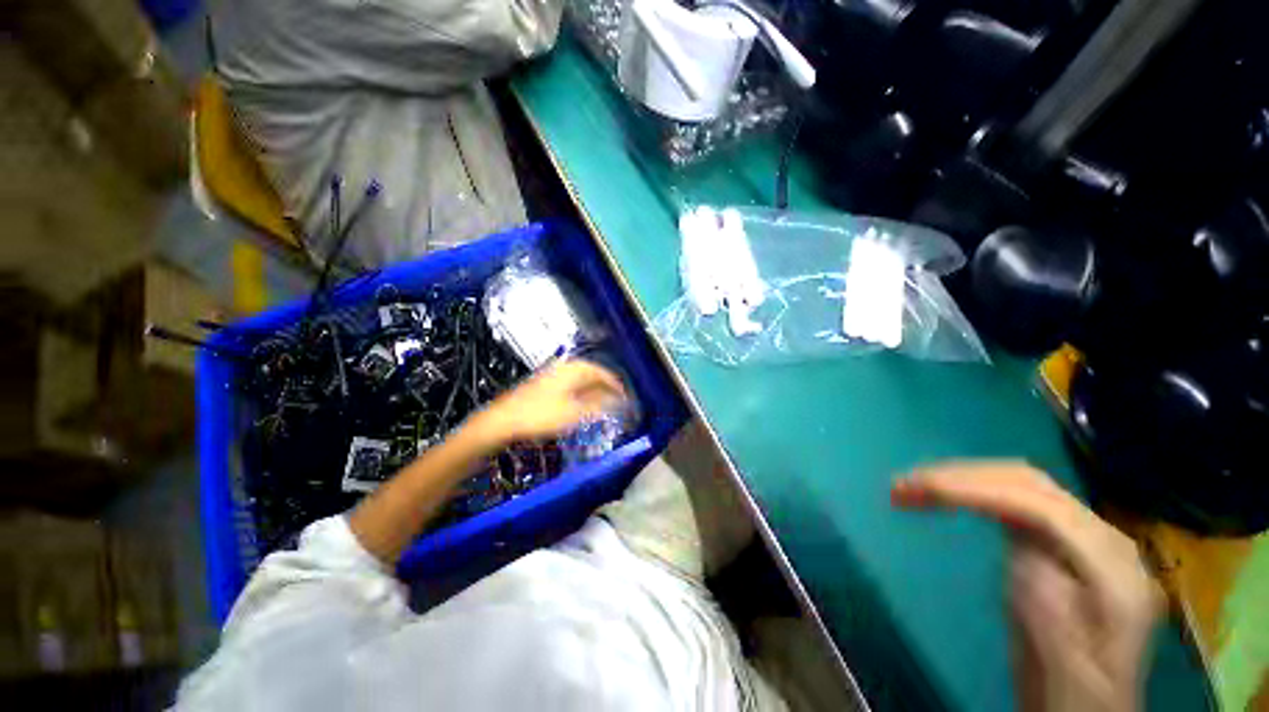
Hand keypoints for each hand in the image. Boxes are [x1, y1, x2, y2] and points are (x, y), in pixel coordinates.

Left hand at [466, 360, 627, 449]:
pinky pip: (570, 384)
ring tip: (602, 402)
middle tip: (616, 398)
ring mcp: (552, 375)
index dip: (615, 384)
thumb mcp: (574, 413)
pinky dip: (581, 392)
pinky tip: (581, 403)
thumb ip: (597, 405)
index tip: (625, 395)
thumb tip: (616, 401)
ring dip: (594, 389)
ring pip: (580, 379)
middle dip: (605, 385)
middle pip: (591, 373)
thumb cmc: (540, 415)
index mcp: (573, 371)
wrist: (503, 420)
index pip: (601, 372)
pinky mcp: (544, 385)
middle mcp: (564, 368)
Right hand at [892, 462, 1162, 711]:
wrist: (1088, 703)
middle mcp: (1101, 535)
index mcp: (1112, 566)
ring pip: (1017, 482)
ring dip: (960, 479)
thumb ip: (1049, 598)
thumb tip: (1020, 545)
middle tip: (904, 486)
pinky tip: (946, 499)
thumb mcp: (1063, 658)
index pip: (1041, 505)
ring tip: (910, 488)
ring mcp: (1080, 533)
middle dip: (961, 477)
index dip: (978, 490)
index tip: (920, 490)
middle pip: (1028, 482)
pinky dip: (971, 491)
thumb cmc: (1071, 689)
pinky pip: (1012, 498)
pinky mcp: (1056, 538)